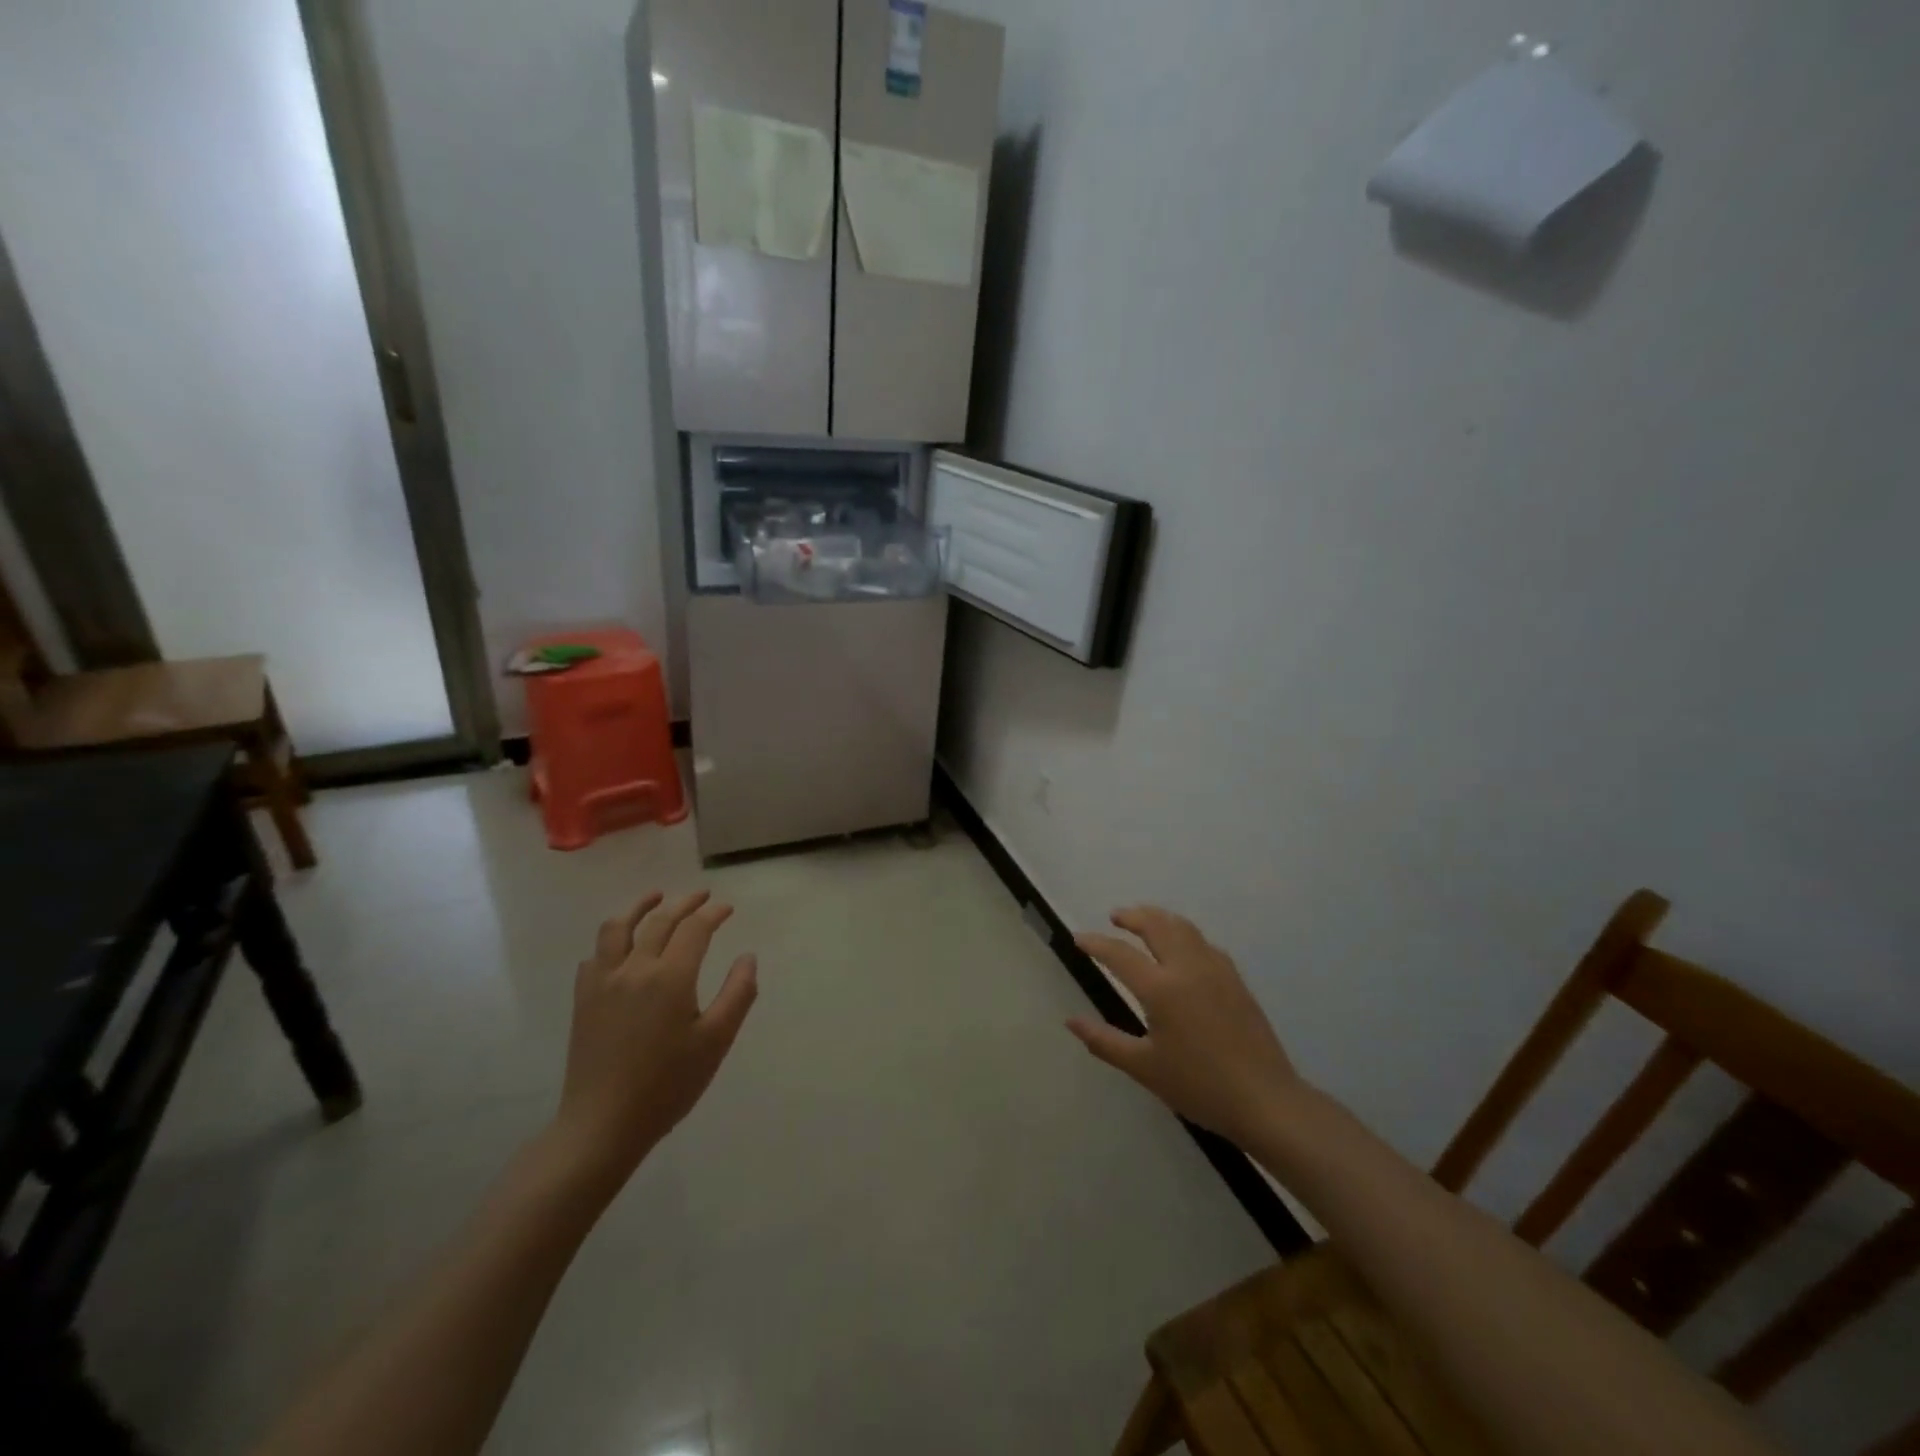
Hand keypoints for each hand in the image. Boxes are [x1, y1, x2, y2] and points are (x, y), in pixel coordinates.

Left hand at [548, 890, 757, 1191]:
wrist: (602, 1124)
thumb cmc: (667, 1085)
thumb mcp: (716, 1041)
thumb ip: (738, 994)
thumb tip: (748, 957)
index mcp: (671, 977)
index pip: (695, 928)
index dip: (714, 913)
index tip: (728, 908)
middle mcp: (635, 968)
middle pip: (660, 920)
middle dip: (684, 902)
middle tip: (702, 896)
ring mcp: (603, 982)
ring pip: (617, 927)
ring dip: (639, 907)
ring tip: (655, 897)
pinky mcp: (583, 999)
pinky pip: (595, 955)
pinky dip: (612, 940)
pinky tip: (620, 946)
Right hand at [1068, 906, 1304, 1146]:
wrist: (1265, 1100)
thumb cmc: (1199, 1086)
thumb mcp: (1144, 1068)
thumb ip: (1105, 1041)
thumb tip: (1071, 1021)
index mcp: (1162, 988)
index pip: (1120, 954)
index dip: (1096, 943)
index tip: (1078, 938)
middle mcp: (1188, 968)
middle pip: (1156, 925)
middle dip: (1133, 916)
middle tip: (1115, 916)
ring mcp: (1216, 970)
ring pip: (1183, 928)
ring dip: (1159, 918)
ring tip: (1145, 920)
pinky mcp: (1236, 979)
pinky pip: (1203, 943)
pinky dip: (1184, 934)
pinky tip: (1182, 947)